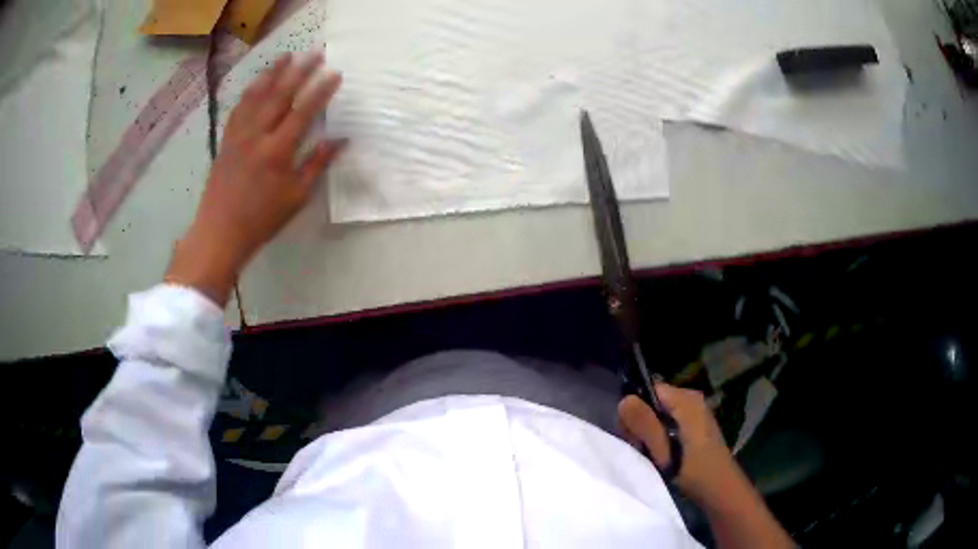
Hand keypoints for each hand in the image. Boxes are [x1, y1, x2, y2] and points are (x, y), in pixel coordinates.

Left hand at [166, 52, 345, 305]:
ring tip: (286, 56)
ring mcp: (238, 135)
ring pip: (256, 96)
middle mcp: (257, 136)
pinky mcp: (226, 140)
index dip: (320, 90)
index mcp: (277, 151)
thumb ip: (316, 164)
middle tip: (314, 54)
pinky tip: (257, 82)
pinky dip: (249, 92)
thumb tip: (339, 140)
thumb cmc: (261, 219)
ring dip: (272, 73)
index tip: (335, 74)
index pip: (303, 111)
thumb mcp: (296, 197)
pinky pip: (238, 109)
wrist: (219, 232)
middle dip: (299, 72)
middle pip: (280, 95)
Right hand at [618, 384, 737, 503]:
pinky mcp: (694, 427)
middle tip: (643, 449)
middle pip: (653, 402)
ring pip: (659, 416)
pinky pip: (668, 424)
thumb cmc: (693, 469)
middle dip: (642, 424)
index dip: (635, 408)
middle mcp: (691, 400)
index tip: (631, 434)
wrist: (720, 489)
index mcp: (686, 399)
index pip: (649, 389)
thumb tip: (624, 400)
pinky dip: (661, 438)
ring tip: (653, 455)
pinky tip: (662, 456)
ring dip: (650, 434)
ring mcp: (694, 414)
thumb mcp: (664, 449)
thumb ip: (644, 424)